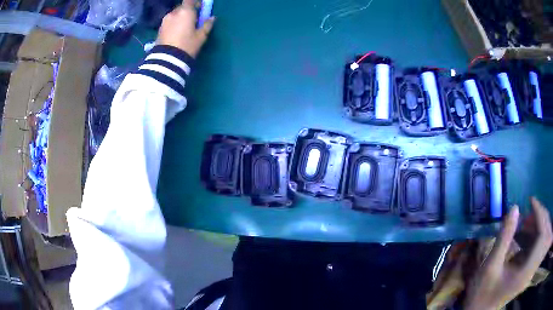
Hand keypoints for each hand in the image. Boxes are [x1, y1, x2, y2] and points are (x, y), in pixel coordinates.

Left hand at [157, 0, 214, 57]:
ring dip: (179, 17)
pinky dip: (173, 24)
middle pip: (182, 7)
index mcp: (186, 12)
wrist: (167, 60)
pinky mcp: (159, 29)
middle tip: (193, 19)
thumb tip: (212, 18)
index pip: (190, 1)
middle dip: (187, 11)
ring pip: (174, 14)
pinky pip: (169, 22)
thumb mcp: (201, 36)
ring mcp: (165, 21)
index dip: (195, 3)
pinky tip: (176, 32)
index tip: (200, 8)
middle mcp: (174, 13)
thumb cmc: (187, 45)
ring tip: (183, 27)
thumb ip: (207, 25)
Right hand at [464, 197, 551, 309]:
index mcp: (525, 272)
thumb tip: (515, 207)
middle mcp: (531, 271)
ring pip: (542, 240)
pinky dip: (534, 236)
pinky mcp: (528, 271)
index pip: (541, 235)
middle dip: (540, 218)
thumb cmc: (482, 294)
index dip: (539, 214)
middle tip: (528, 211)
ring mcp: (530, 272)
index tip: (530, 201)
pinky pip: (537, 247)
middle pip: (544, 235)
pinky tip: (526, 233)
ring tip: (526, 221)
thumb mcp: (490, 267)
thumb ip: (504, 238)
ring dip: (537, 226)